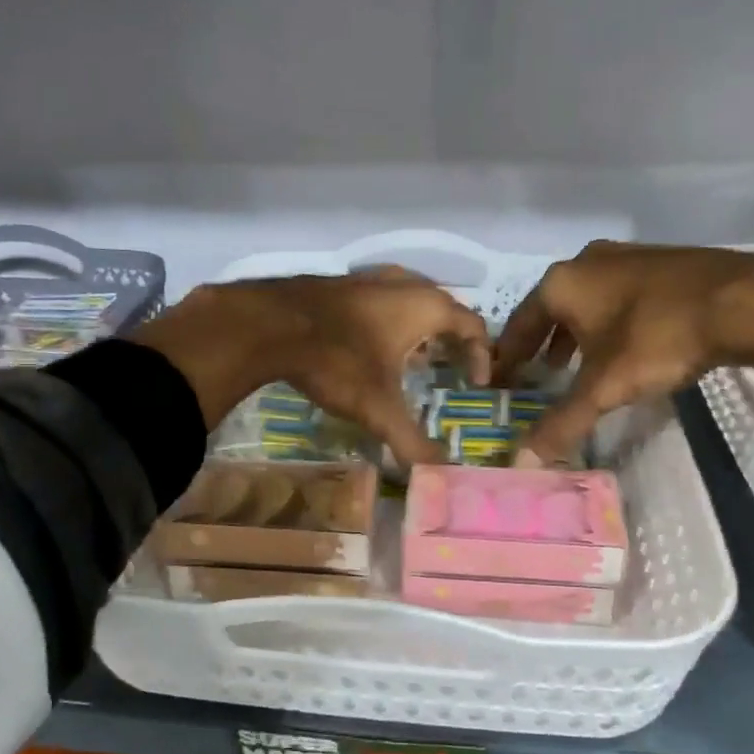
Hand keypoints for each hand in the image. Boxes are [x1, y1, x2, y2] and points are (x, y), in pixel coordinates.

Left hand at [133, 269, 490, 463]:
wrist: (270, 325)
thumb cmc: (337, 360)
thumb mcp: (379, 408)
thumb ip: (412, 441)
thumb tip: (440, 475)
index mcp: (426, 306)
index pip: (473, 325)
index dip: (482, 354)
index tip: (477, 383)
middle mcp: (404, 283)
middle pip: (444, 307)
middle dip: (452, 339)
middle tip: (450, 369)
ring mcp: (369, 278)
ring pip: (410, 299)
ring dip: (419, 328)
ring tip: (414, 359)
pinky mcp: (341, 283)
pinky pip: (380, 300)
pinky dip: (388, 321)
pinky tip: (370, 345)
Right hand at [493, 241, 753, 464]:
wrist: (744, 301)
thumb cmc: (657, 339)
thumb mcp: (604, 387)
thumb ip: (561, 423)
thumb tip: (521, 463)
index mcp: (561, 283)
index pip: (519, 323)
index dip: (509, 355)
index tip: (502, 377)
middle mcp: (587, 261)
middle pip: (551, 307)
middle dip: (543, 342)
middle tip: (539, 372)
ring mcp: (627, 256)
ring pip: (587, 299)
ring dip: (577, 331)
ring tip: (577, 361)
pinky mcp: (662, 260)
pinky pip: (619, 293)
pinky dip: (609, 319)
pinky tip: (624, 342)